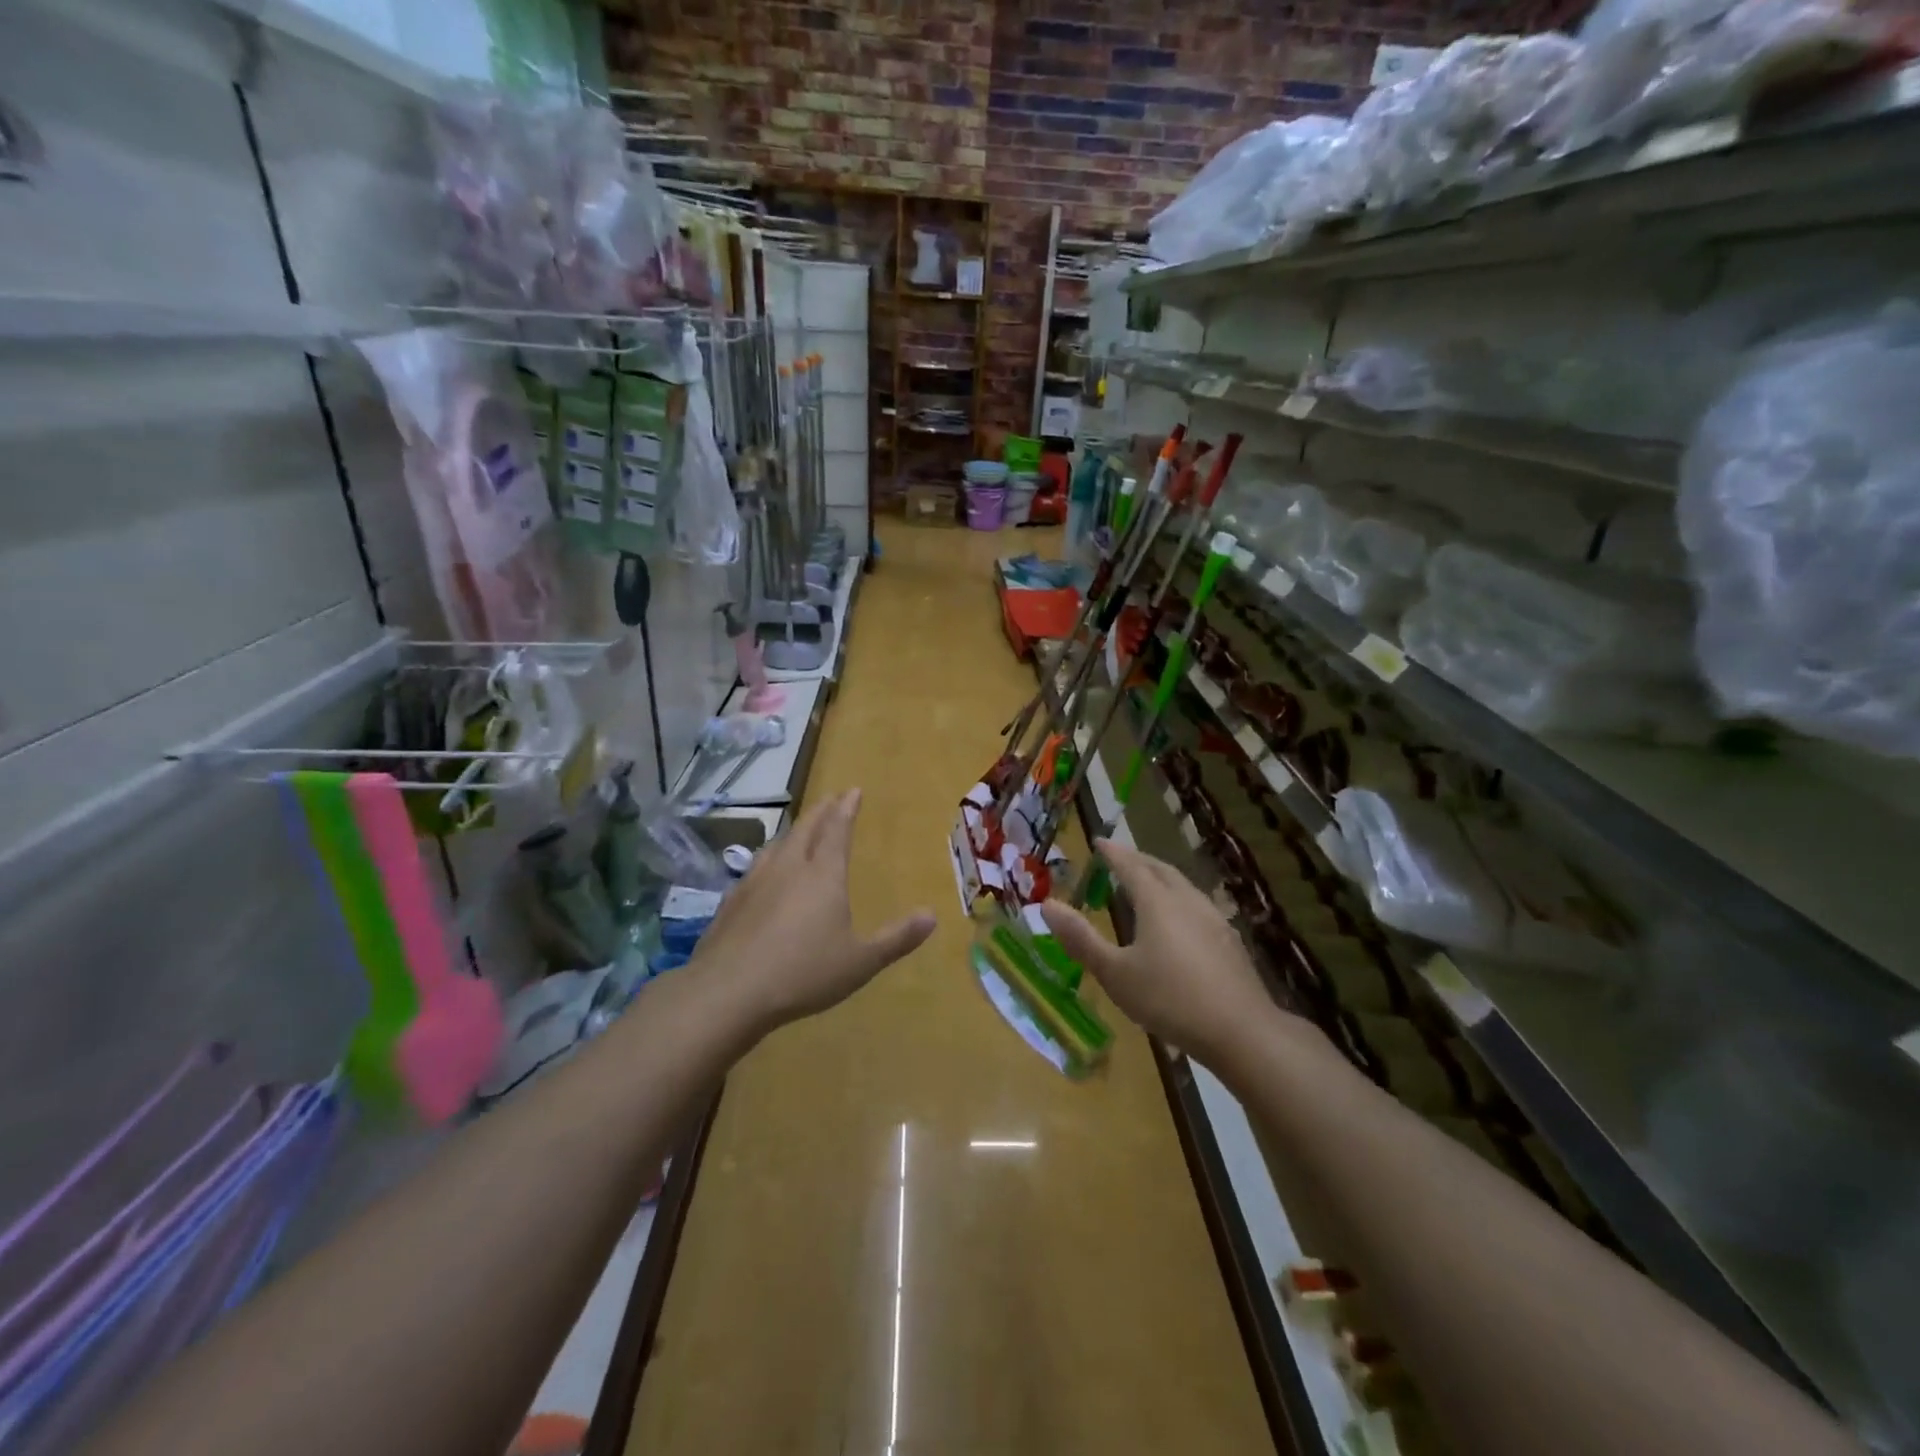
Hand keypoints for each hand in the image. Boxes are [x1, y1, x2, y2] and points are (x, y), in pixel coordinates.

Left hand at [692, 789, 935, 1036]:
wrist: (728, 991)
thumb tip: (932, 915)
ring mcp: (755, 881)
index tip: (852, 790)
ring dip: (794, 830)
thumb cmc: (803, 973)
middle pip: (806, 828)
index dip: (846, 808)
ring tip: (800, 828)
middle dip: (822, 810)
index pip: (837, 830)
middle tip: (831, 798)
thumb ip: (897, 938)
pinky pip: (756, 866)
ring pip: (778, 844)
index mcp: (823, 875)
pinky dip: (769, 857)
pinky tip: (764, 871)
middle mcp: (789, 867)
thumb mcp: (861, 961)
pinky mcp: (732, 901)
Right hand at [1039, 838, 1280, 1062]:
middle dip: (1137, 859)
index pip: (1130, 865)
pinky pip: (1197, 905)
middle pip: (1160, 869)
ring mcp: (1213, 918)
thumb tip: (1046, 904)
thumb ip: (1081, 938)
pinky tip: (1180, 920)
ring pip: (1182, 885)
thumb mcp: (1115, 973)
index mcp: (1157, 901)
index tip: (1098, 841)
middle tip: (1120, 858)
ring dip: (1161, 877)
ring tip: (1147, 884)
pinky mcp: (1229, 940)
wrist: (1241, 1030)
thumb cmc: (1170, 999)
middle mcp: (1186, 900)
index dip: (1112, 852)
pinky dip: (1179, 899)